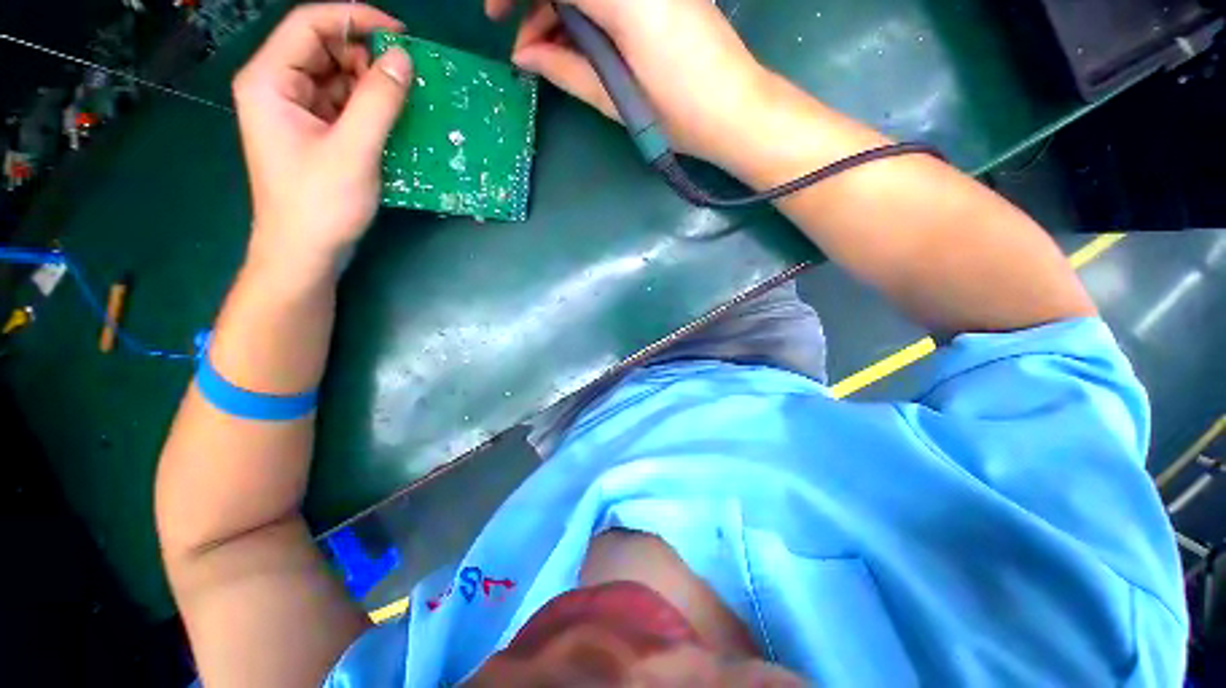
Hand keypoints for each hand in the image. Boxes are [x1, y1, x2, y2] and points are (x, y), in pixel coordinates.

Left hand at [233, 4, 412, 282]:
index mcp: (270, 80)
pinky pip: (343, 106)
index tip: (401, 36)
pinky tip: (393, 123)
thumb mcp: (353, 150)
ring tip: (406, 104)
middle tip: (408, 80)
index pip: (310, 25)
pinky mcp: (314, 133)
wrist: (305, 253)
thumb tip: (404, 60)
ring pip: (338, 78)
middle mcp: (278, 87)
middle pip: (325, 49)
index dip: (355, 19)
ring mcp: (296, 111)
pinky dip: (370, 109)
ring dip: (373, 86)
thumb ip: (378, 101)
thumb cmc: (320, 204)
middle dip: (367, 58)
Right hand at [487, 0, 770, 165]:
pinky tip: (580, 46)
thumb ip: (566, 70)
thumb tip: (524, 57)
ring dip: (561, 13)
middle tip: (526, 45)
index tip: (496, 16)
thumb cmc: (678, 113)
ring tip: (551, 57)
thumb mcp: (616, 99)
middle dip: (538, 4)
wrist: (735, 111)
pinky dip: (588, 16)